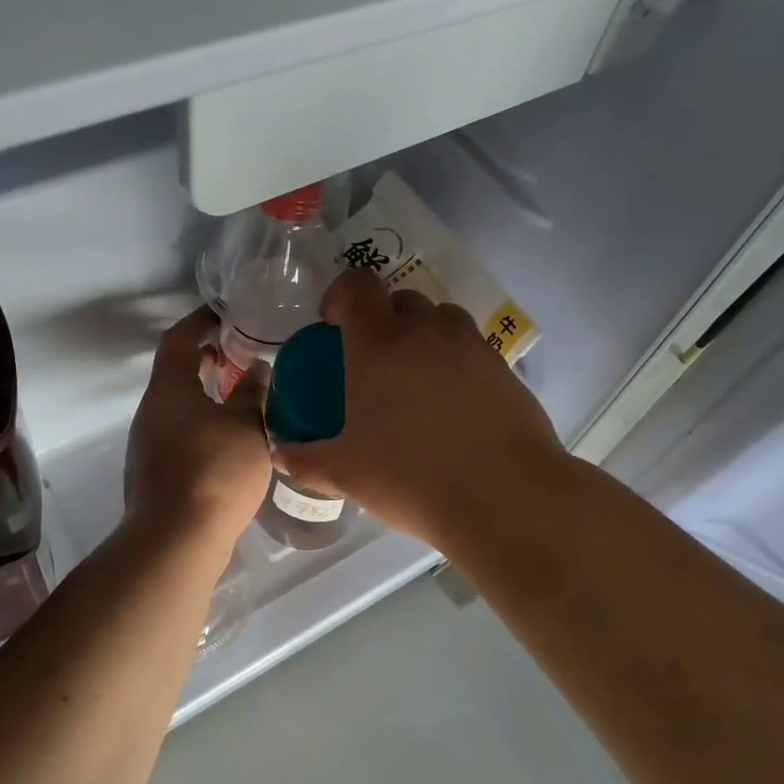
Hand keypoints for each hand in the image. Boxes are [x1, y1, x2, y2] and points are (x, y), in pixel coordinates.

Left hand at [123, 308, 272, 551]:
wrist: (176, 539)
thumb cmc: (214, 471)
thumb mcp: (246, 425)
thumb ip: (252, 392)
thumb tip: (257, 368)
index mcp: (168, 390)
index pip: (178, 339)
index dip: (199, 321)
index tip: (223, 313)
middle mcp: (151, 412)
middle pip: (175, 373)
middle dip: (206, 359)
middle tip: (240, 354)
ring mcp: (149, 445)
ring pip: (178, 406)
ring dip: (205, 394)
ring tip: (242, 396)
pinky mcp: (156, 473)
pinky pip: (180, 433)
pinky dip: (203, 423)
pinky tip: (231, 440)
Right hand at [271, 269, 564, 550]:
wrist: (503, 496)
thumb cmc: (411, 477)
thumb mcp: (346, 473)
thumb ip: (306, 460)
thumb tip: (280, 456)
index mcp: (379, 344)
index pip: (357, 286)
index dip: (340, 295)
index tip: (332, 324)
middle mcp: (426, 332)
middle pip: (401, 298)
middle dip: (382, 317)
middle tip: (373, 359)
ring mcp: (470, 347)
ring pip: (442, 318)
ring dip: (423, 333)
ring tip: (416, 377)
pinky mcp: (503, 368)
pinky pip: (471, 348)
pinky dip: (456, 361)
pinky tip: (453, 405)